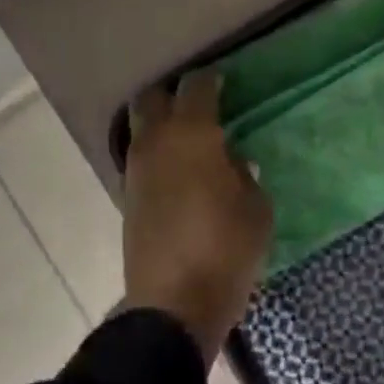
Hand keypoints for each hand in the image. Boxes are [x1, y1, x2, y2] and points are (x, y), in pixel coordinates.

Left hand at [123, 70, 272, 365]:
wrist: (174, 304)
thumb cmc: (226, 249)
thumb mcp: (256, 209)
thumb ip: (245, 175)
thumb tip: (233, 161)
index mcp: (193, 134)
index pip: (196, 87)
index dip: (210, 79)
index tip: (222, 80)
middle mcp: (157, 142)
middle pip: (152, 98)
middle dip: (171, 93)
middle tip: (195, 103)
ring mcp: (136, 169)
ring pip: (140, 128)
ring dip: (159, 124)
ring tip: (186, 137)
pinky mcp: (127, 197)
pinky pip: (139, 158)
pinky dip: (155, 153)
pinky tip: (176, 169)